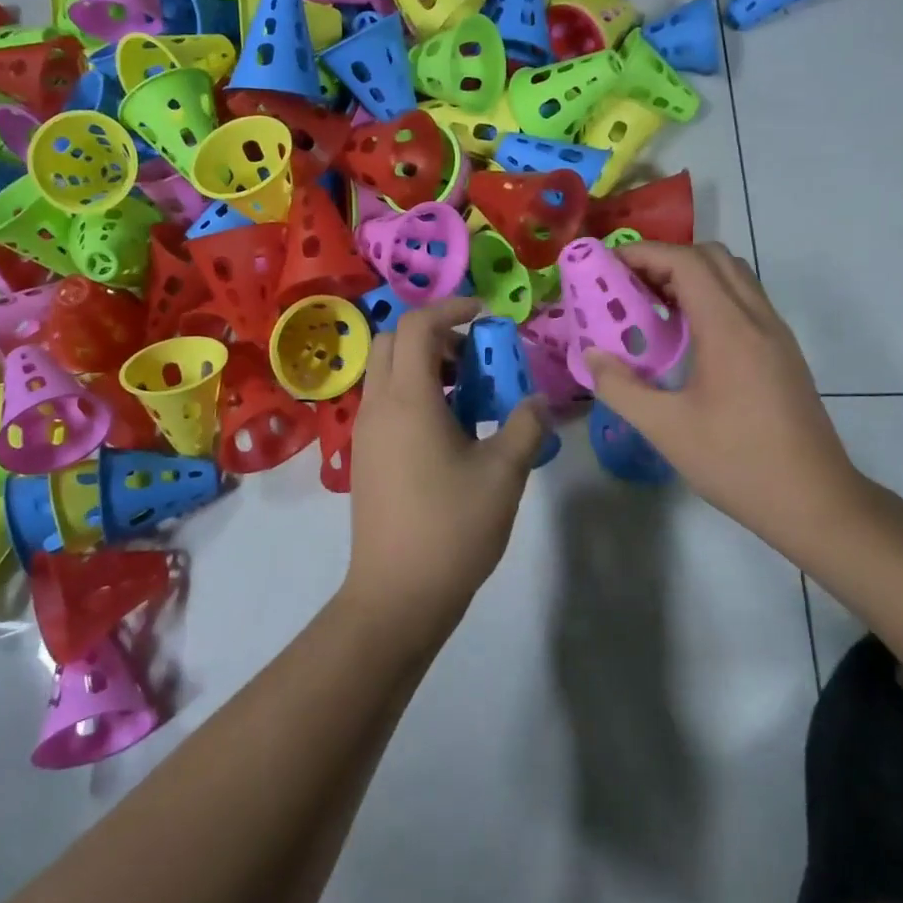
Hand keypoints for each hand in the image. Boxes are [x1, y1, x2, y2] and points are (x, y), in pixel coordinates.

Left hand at [343, 297, 549, 650]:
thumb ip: (525, 426)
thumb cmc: (452, 528)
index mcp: (408, 399)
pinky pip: (384, 402)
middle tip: (474, 357)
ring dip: (423, 366)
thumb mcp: (504, 473)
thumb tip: (538, 401)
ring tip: (467, 395)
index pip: (418, 325)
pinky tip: (449, 431)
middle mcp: (377, 406)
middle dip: (434, 334)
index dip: (452, 308)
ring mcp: (365, 432)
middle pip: (394, 341)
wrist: (396, 594)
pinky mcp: (365, 457)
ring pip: (386, 373)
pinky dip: (413, 394)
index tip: (486, 315)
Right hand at [582, 242, 865, 541]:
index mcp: (730, 328)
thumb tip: (592, 355)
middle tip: (628, 285)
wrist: (815, 501)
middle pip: (712, 256)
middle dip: (665, 259)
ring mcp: (775, 333)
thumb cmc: (737, 463)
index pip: (686, 261)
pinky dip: (710, 296)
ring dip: (690, 275)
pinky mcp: (782, 351)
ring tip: (652, 305)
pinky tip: (685, 335)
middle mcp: (757, 318)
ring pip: (733, 275)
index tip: (607, 265)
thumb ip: (620, 387)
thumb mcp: (666, 429)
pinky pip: (744, 300)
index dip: (643, 253)